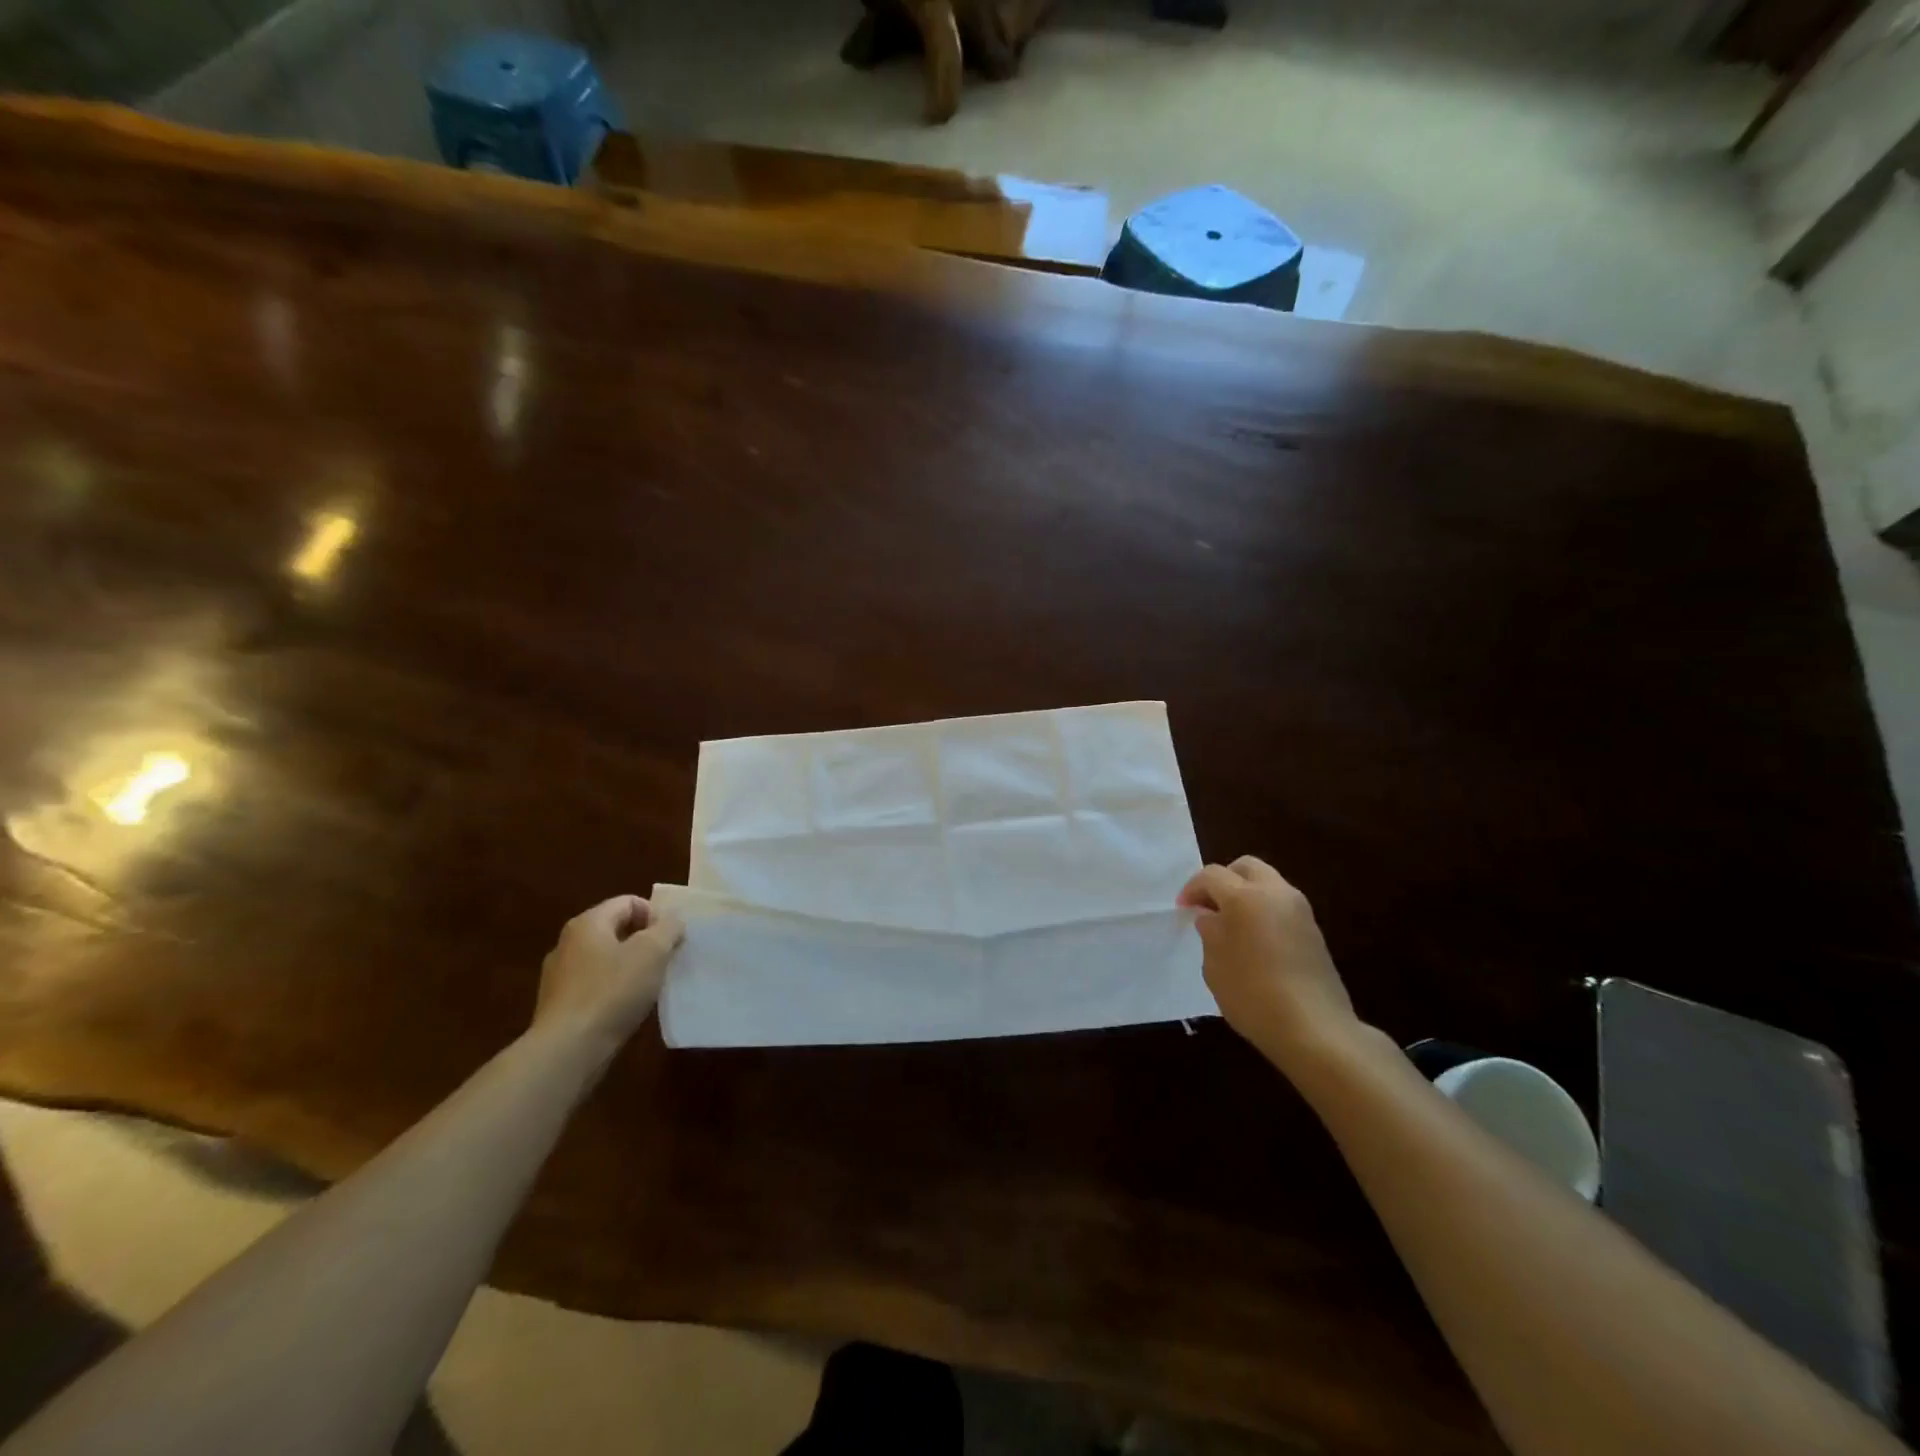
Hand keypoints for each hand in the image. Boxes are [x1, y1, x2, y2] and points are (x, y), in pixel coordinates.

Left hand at [533, 895, 684, 1042]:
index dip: (656, 915)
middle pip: (616, 930)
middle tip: (665, 961)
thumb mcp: (653, 952)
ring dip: (631, 967)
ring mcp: (559, 976)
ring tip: (649, 987)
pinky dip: (614, 991)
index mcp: (588, 923)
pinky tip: (626, 1009)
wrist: (568, 1050)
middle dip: (645, 942)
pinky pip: (595, 986)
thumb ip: (668, 928)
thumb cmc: (612, 991)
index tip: (671, 939)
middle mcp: (568, 943)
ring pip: (605, 960)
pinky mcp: (559, 1006)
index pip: (628, 902)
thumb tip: (672, 920)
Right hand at [1178, 857, 1360, 1071]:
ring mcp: (1300, 910)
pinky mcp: (1314, 931)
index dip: (1192, 889)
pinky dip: (1264, 910)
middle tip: (1209, 907)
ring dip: (1246, 894)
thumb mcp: (1215, 965)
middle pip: (1245, 867)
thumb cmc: (1253, 995)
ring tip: (1231, 924)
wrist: (1314, 1029)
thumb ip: (1210, 933)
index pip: (1212, 875)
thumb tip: (1211, 917)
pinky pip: (1282, 905)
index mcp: (1245, 897)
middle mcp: (1276, 893)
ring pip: (1268, 883)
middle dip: (1224, 880)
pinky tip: (1254, 940)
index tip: (1183, 909)